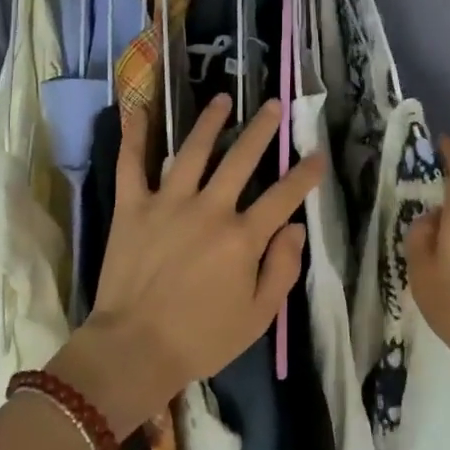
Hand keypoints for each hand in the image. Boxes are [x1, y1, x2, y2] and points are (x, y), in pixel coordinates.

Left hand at [51, 94, 323, 434]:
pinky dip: (134, 135)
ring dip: (210, 122)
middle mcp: (209, 209)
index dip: (305, 174)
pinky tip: (139, 108)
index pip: (283, 196)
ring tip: (223, 99)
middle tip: (274, 105)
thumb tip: (295, 227)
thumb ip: (282, 269)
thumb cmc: (201, 339)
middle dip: (262, 129)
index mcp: (242, 238)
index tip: (318, 154)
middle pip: (241, 159)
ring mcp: (168, 202)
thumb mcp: (257, 317)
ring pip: (192, 150)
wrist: (133, 350)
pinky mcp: (133, 206)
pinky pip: (131, 164)